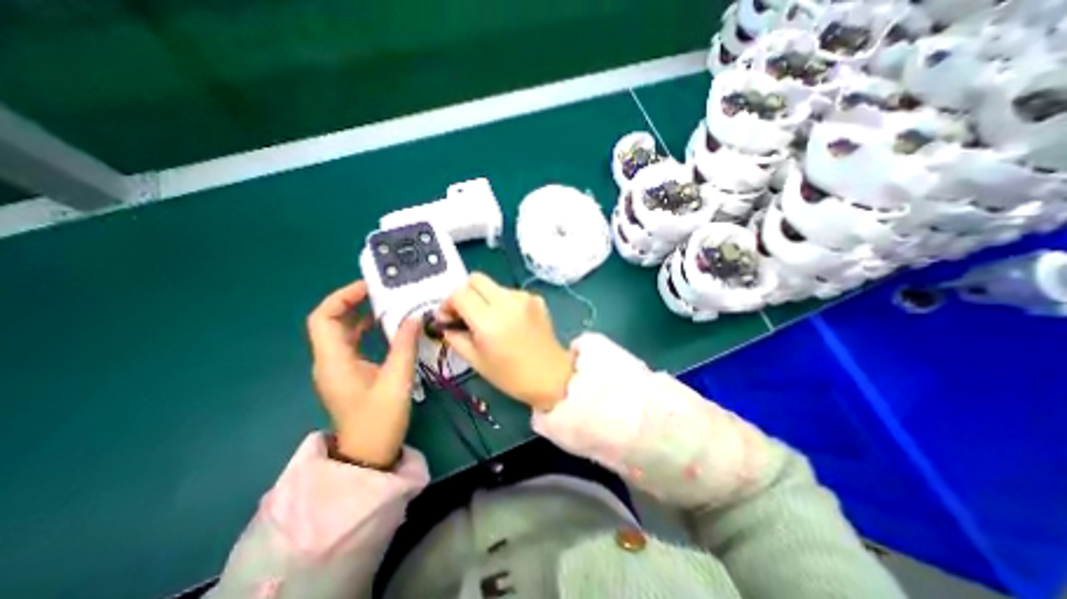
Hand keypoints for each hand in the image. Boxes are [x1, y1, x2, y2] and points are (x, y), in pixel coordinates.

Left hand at [304, 282, 420, 466]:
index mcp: (334, 361)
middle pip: (330, 322)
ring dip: (359, 315)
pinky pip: (351, 343)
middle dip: (352, 302)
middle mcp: (329, 361)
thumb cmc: (379, 419)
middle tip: (381, 292)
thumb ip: (404, 346)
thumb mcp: (397, 380)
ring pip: (341, 332)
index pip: (322, 318)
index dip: (341, 298)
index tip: (368, 287)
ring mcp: (337, 368)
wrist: (368, 454)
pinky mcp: (348, 374)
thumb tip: (414, 317)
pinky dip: (365, 330)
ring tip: (386, 303)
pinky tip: (384, 327)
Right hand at [440, 271, 574, 409]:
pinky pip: (510, 292)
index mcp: (489, 321)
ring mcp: (524, 297)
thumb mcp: (476, 361)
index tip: (447, 317)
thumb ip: (455, 338)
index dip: (448, 303)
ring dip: (484, 298)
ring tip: (489, 320)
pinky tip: (509, 321)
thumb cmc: (511, 375)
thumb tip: (445, 323)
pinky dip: (502, 302)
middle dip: (465, 293)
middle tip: (465, 313)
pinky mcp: (536, 298)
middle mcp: (507, 302)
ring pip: (493, 285)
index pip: (459, 294)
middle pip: (476, 279)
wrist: (551, 376)